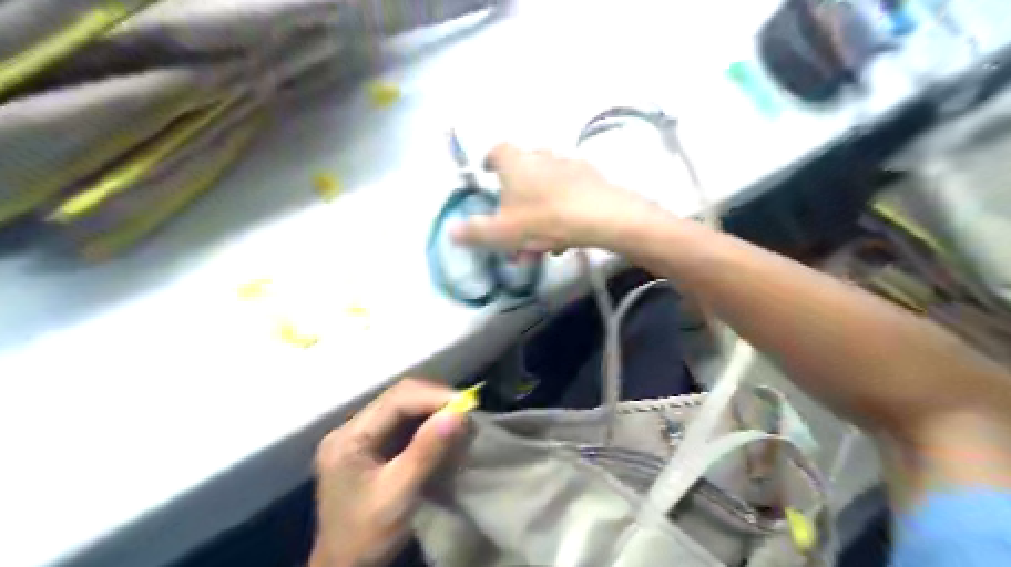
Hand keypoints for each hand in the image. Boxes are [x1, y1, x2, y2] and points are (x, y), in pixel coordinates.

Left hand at [314, 379, 464, 565]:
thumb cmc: (367, 535)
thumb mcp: (399, 495)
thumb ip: (426, 452)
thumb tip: (458, 414)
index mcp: (348, 438)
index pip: (395, 401)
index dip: (432, 397)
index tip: (466, 405)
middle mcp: (350, 429)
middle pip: (397, 398)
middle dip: (433, 400)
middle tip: (466, 412)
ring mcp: (358, 436)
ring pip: (401, 407)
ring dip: (431, 410)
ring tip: (459, 419)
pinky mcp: (369, 445)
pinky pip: (401, 422)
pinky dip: (425, 423)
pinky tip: (442, 430)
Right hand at [453, 143, 656, 252]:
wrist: (601, 217)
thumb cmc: (543, 219)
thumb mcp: (502, 232)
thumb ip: (474, 232)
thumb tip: (451, 231)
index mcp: (515, 162)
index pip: (496, 152)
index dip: (488, 162)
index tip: (486, 174)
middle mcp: (540, 156)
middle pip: (522, 173)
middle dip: (515, 200)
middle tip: (513, 227)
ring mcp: (568, 165)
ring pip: (545, 188)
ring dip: (538, 212)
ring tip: (540, 243)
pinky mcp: (591, 178)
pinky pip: (567, 194)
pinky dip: (560, 212)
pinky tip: (564, 238)